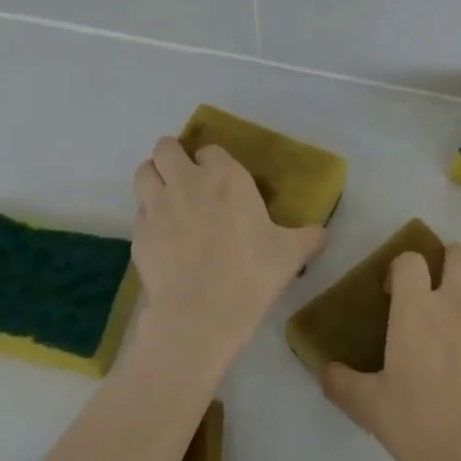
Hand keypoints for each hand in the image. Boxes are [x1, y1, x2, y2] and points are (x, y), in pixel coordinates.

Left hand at [130, 137, 326, 369]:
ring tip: (165, 195)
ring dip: (154, 177)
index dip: (213, 162)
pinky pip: (139, 212)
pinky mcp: (138, 233)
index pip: (211, 150)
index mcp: (226, 177)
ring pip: (143, 172)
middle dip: (173, 156)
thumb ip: (308, 238)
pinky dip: (148, 216)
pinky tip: (162, 235)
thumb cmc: (252, 273)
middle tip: (184, 176)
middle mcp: (187, 181)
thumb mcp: (290, 254)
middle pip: (166, 148)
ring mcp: (157, 206)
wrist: (202, 312)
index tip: (221, 179)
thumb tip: (322, 234)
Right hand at [321, 243, 460, 460]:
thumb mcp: (369, 407)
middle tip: (440, 286)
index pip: (409, 261)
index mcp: (415, 309)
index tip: (395, 290)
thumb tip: (322, 369)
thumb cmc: (420, 427)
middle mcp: (457, 301)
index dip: (400, 268)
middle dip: (447, 262)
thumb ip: (341, 383)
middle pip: (457, 255)